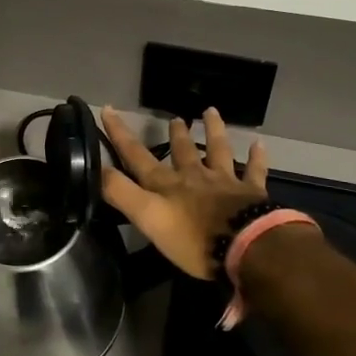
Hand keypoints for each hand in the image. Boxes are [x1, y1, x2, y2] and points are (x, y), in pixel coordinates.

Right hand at [100, 106, 267, 280]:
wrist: (246, 246)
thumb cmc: (193, 238)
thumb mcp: (148, 218)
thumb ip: (121, 193)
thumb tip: (96, 168)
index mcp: (167, 184)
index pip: (137, 156)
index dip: (120, 134)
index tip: (109, 109)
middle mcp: (194, 177)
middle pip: (183, 151)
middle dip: (176, 134)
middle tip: (175, 118)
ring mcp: (225, 182)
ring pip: (218, 150)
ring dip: (213, 131)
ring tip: (210, 112)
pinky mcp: (251, 194)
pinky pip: (254, 171)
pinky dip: (256, 158)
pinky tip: (259, 145)